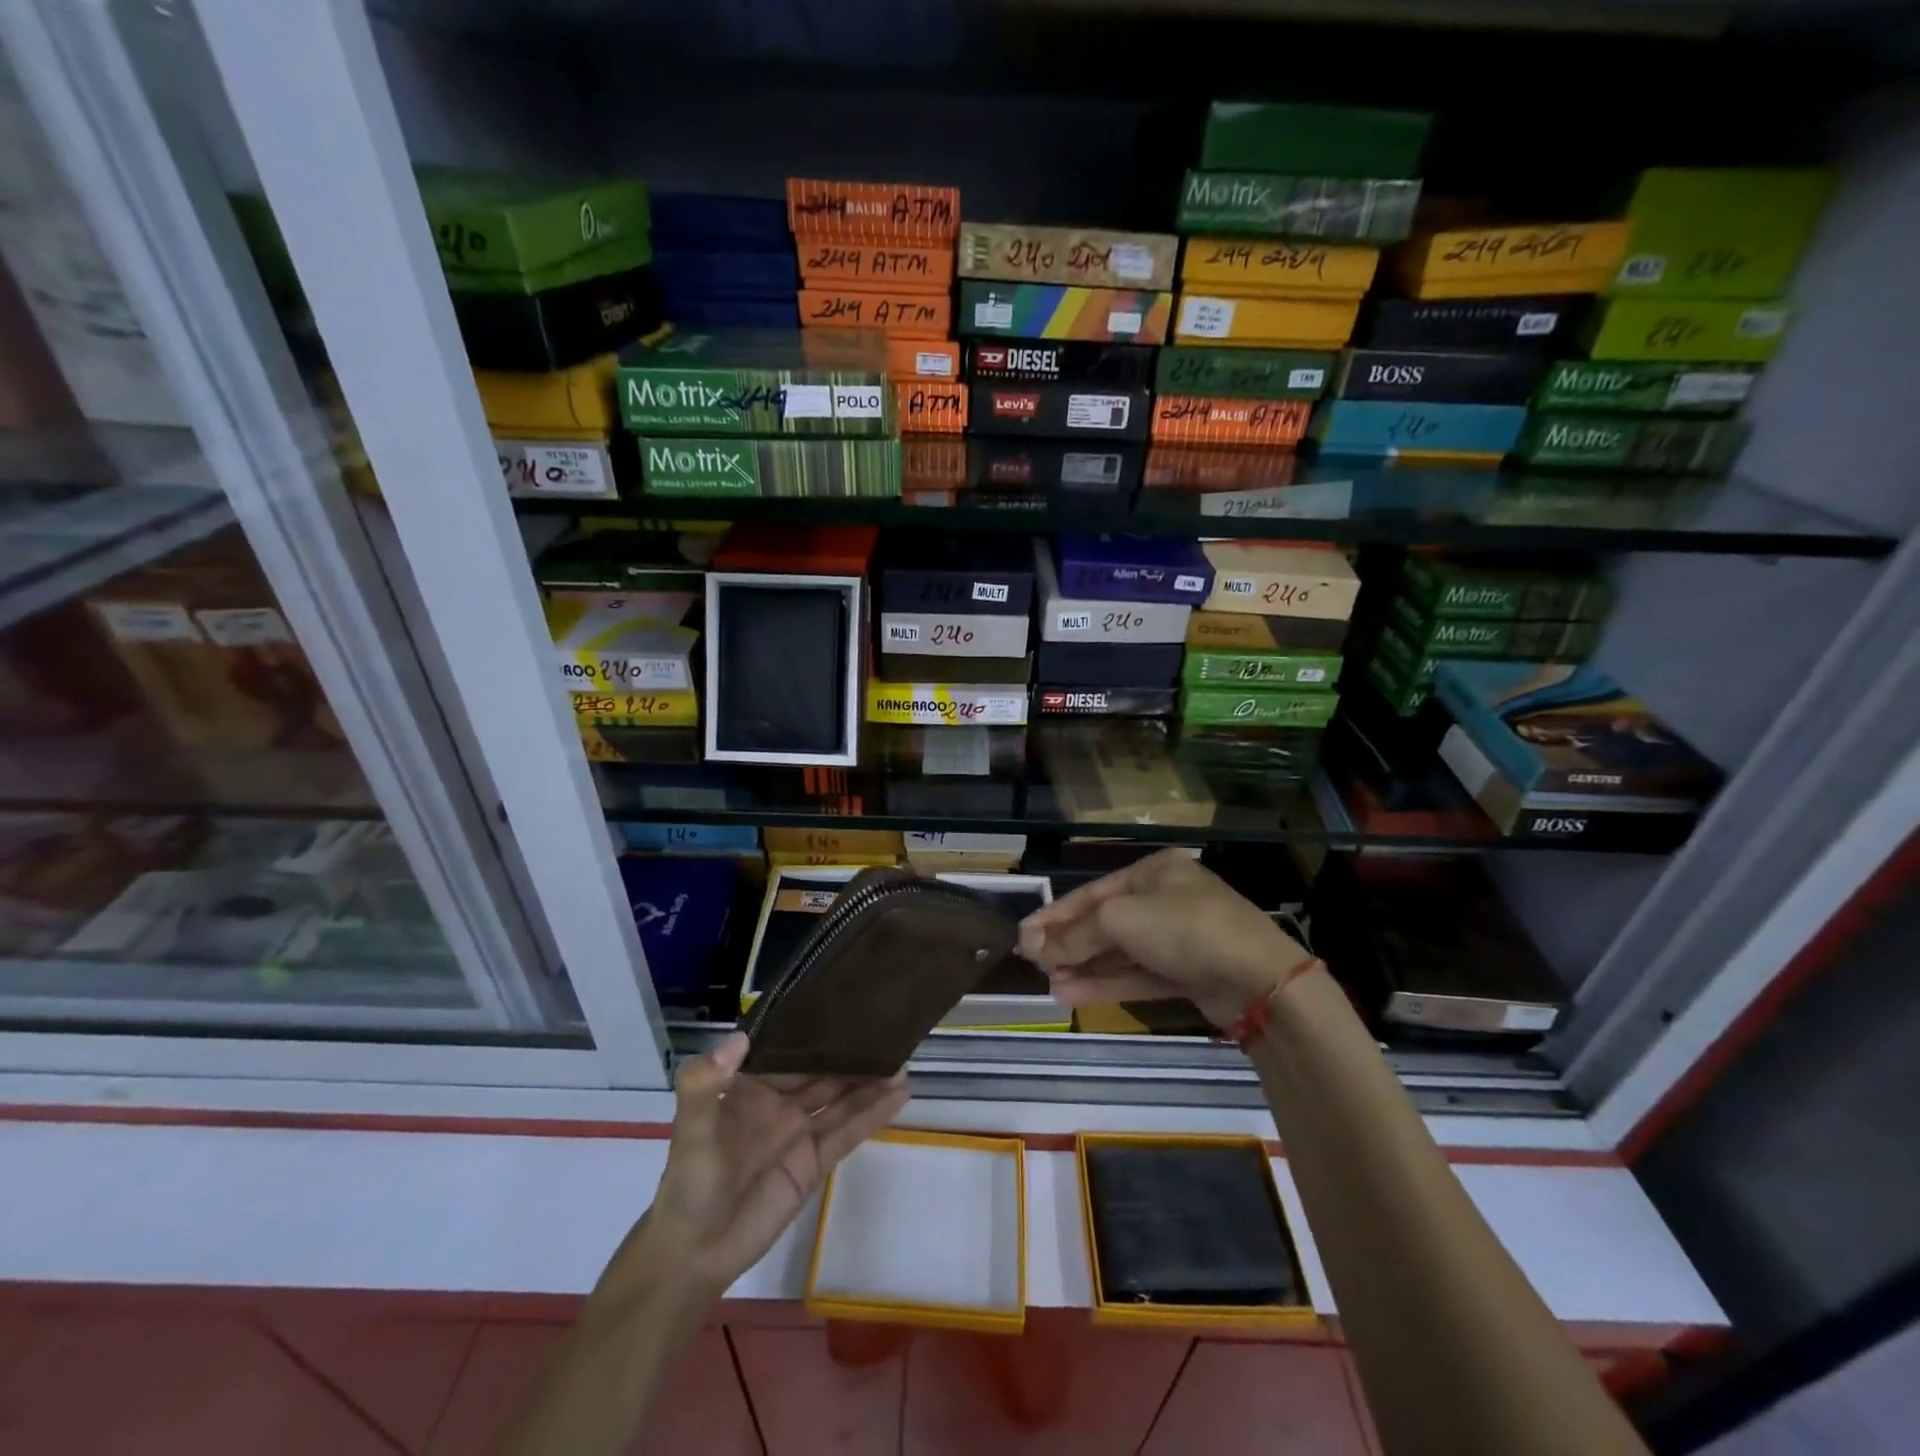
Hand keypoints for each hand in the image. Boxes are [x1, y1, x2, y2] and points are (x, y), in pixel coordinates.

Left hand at [641, 1033, 908, 1296]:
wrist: (695, 1252)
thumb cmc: (689, 1182)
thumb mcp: (690, 1128)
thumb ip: (704, 1082)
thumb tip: (740, 1037)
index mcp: (752, 1085)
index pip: (789, 1049)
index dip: (814, 1029)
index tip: (843, 1005)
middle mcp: (781, 1102)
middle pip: (823, 1070)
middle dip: (851, 1053)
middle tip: (887, 1030)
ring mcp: (801, 1132)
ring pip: (842, 1097)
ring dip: (871, 1080)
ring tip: (903, 1060)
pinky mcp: (815, 1162)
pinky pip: (849, 1132)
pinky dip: (874, 1113)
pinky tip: (900, 1095)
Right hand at [1017, 849, 1312, 1025]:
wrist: (1258, 978)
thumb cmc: (1184, 928)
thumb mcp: (1121, 920)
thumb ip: (1076, 934)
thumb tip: (1034, 947)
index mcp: (1153, 872)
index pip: (1092, 893)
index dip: (1056, 914)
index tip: (1024, 935)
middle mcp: (1164, 899)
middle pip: (1104, 922)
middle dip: (1068, 943)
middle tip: (1032, 962)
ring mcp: (1177, 938)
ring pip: (1119, 952)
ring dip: (1083, 967)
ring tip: (1048, 984)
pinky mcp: (1186, 973)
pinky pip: (1137, 975)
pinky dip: (1106, 983)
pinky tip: (1073, 993)